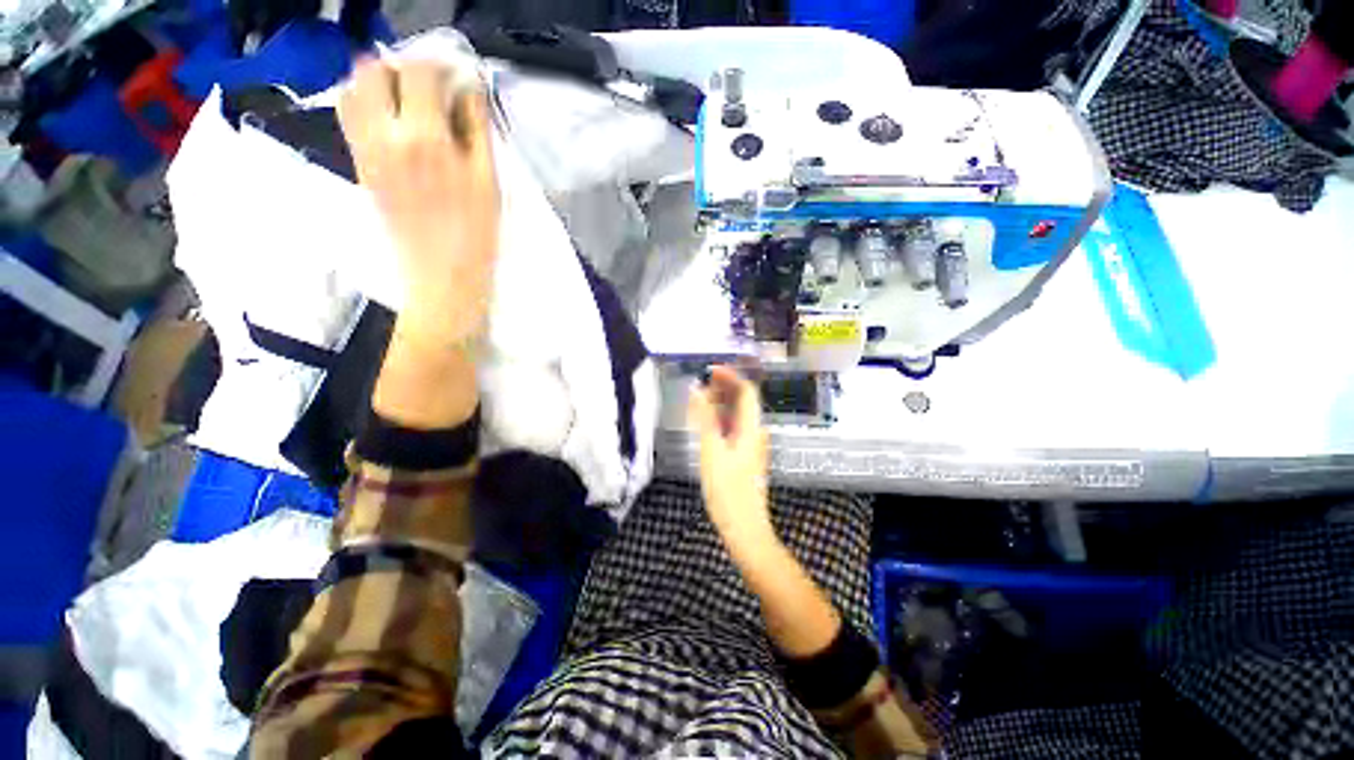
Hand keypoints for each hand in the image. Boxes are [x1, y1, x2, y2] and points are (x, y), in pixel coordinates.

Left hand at [339, 58, 499, 345]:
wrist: (442, 277)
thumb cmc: (476, 235)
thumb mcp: (488, 182)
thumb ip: (476, 129)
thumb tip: (468, 89)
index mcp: (426, 138)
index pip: (418, 71)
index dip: (437, 65)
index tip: (453, 75)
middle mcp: (385, 136)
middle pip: (373, 70)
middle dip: (400, 67)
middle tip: (426, 87)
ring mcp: (366, 150)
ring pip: (352, 90)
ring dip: (375, 83)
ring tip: (404, 101)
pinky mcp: (360, 167)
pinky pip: (348, 118)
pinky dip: (363, 106)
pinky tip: (389, 123)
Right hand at [688, 366, 773, 547]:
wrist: (744, 528)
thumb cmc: (728, 490)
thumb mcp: (712, 450)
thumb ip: (705, 418)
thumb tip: (697, 389)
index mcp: (752, 428)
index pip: (747, 391)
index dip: (730, 377)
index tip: (710, 370)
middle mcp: (756, 433)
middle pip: (743, 402)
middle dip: (724, 388)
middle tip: (701, 382)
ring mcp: (752, 445)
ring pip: (738, 416)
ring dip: (720, 404)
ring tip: (700, 398)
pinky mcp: (745, 456)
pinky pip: (734, 429)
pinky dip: (720, 420)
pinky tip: (706, 423)